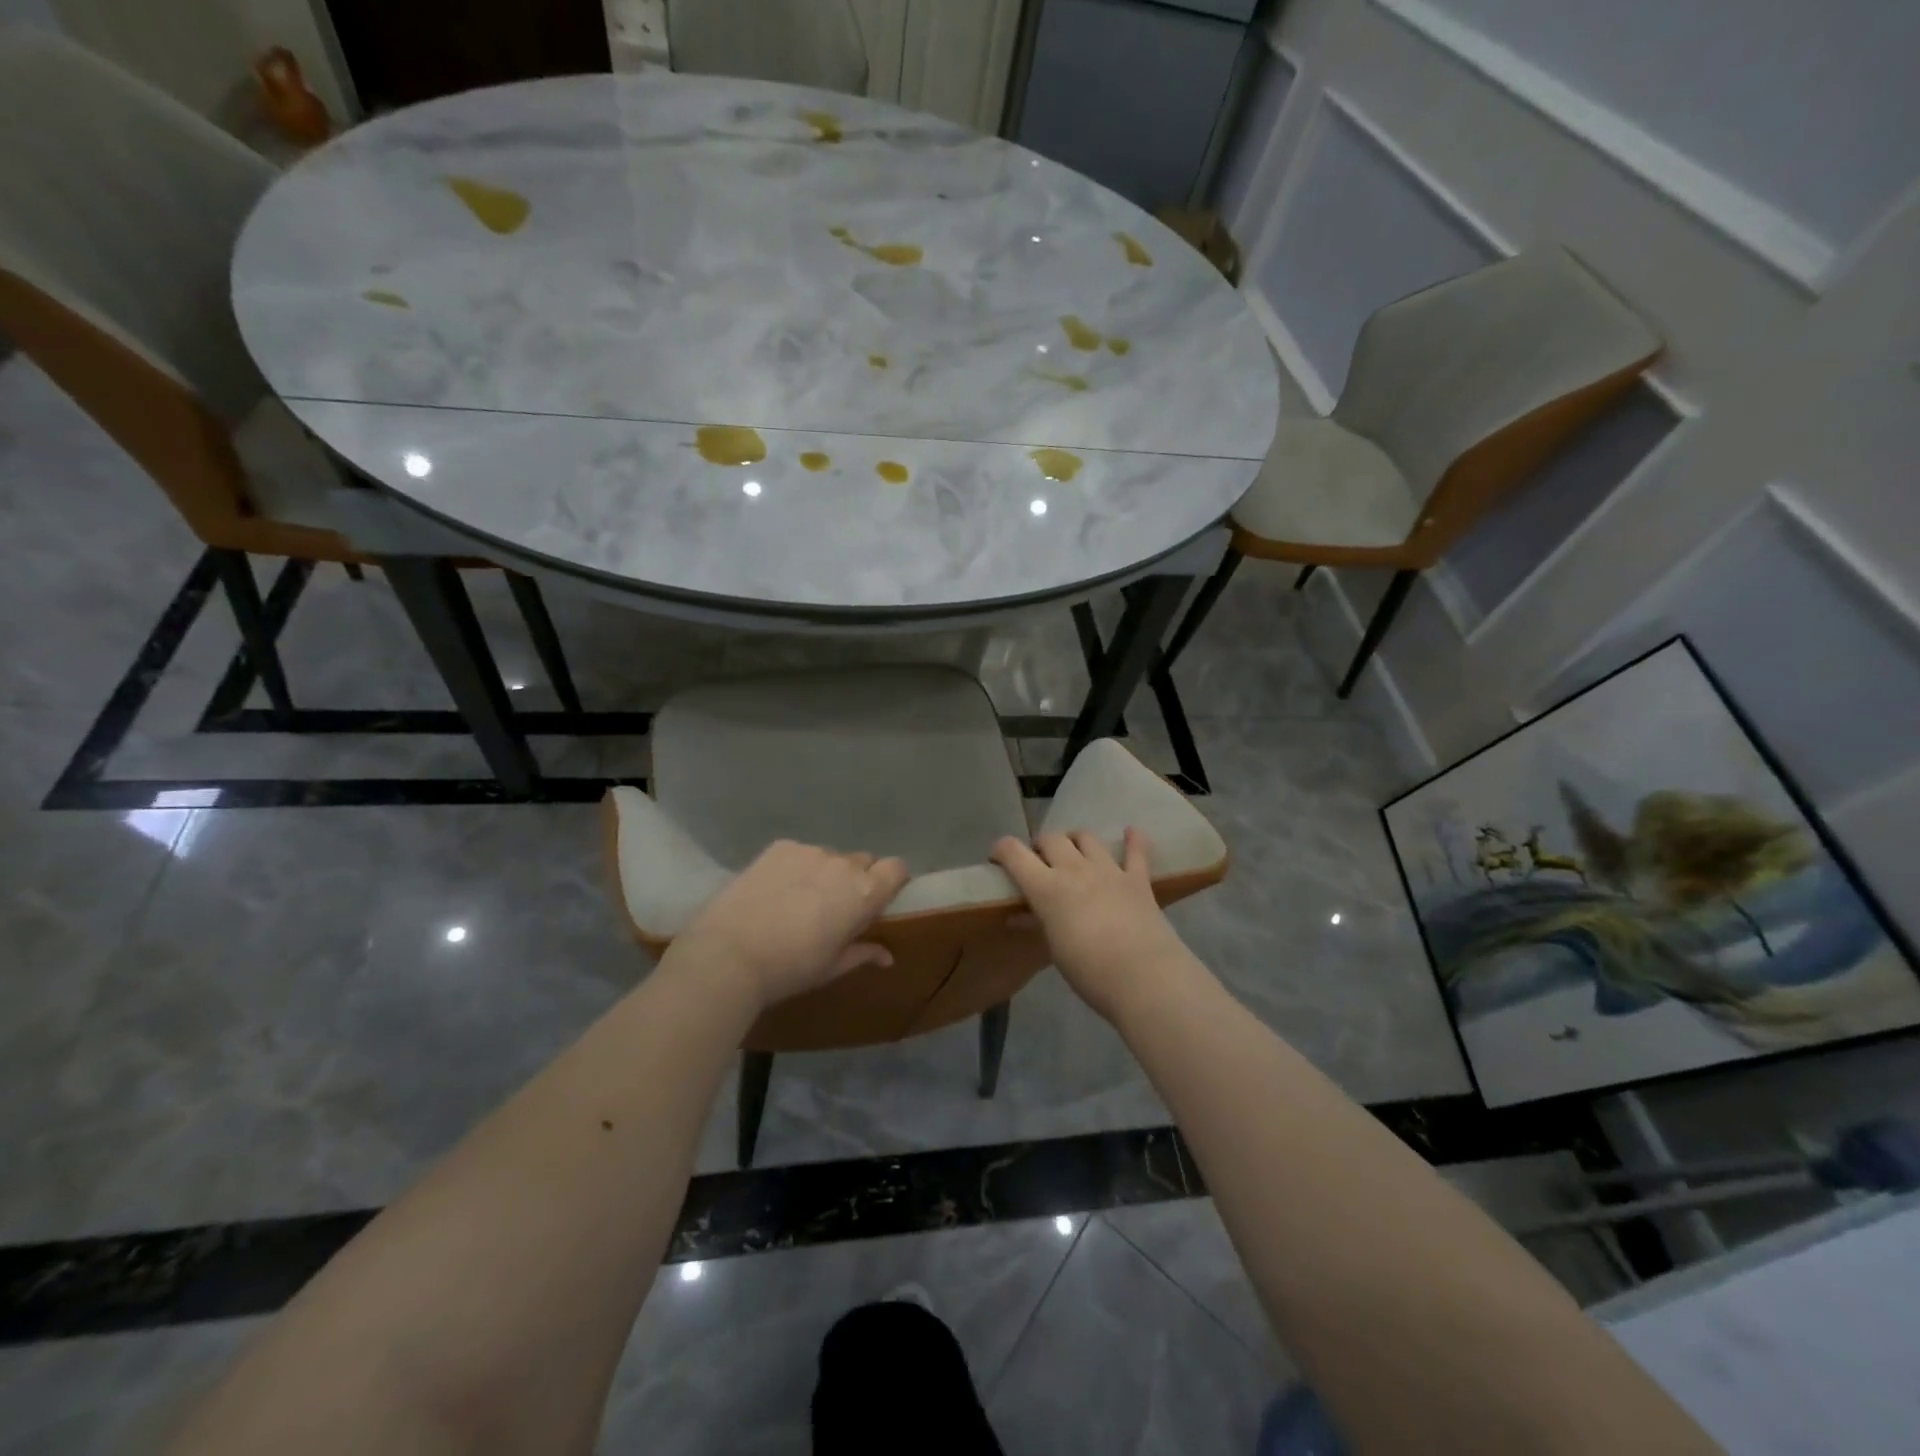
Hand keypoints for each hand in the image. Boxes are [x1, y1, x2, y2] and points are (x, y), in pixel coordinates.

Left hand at [671, 841, 910, 1011]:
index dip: (891, 881)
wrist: (729, 954)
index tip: (878, 900)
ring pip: (828, 857)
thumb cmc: (790, 968)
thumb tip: (887, 955)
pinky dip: (795, 867)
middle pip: (863, 861)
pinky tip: (773, 892)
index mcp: (864, 892)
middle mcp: (843, 863)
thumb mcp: (831, 968)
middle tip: (833, 907)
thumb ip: (863, 953)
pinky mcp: (779, 847)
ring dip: (824, 873)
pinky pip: (799, 853)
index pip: (897, 868)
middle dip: (855, 879)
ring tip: (797, 901)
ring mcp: (809, 851)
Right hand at [990, 828, 1193, 1022]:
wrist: (1143, 977)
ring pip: (1086, 837)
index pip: (1014, 853)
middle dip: (1041, 845)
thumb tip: (1017, 915)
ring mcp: (1109, 870)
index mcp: (1046, 887)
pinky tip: (1131, 832)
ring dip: (1075, 840)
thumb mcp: (1054, 949)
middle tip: (1040, 862)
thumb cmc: (1088, 971)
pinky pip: (1136, 851)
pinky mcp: (1138, 879)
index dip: (1002, 850)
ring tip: (1074, 852)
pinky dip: (1133, 840)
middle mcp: (1074, 869)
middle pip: (1051, 838)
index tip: (998, 859)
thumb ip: (1036, 924)